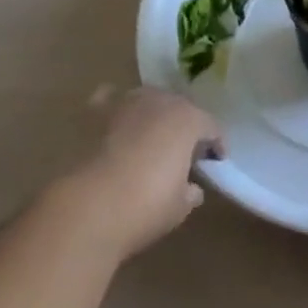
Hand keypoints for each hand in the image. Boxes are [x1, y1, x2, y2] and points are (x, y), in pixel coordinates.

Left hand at [61, 87, 224, 259]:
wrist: (91, 204)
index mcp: (188, 119)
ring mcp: (126, 101)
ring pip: (147, 100)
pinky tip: (115, 124)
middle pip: (179, 107)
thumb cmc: (145, 206)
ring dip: (153, 116)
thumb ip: (190, 191)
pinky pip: (112, 100)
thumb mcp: (180, 206)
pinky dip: (117, 109)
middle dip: (184, 126)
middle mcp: (159, 100)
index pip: (210, 126)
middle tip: (184, 152)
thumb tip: (191, 187)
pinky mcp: (96, 110)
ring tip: (149, 139)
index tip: (215, 161)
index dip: (216, 144)